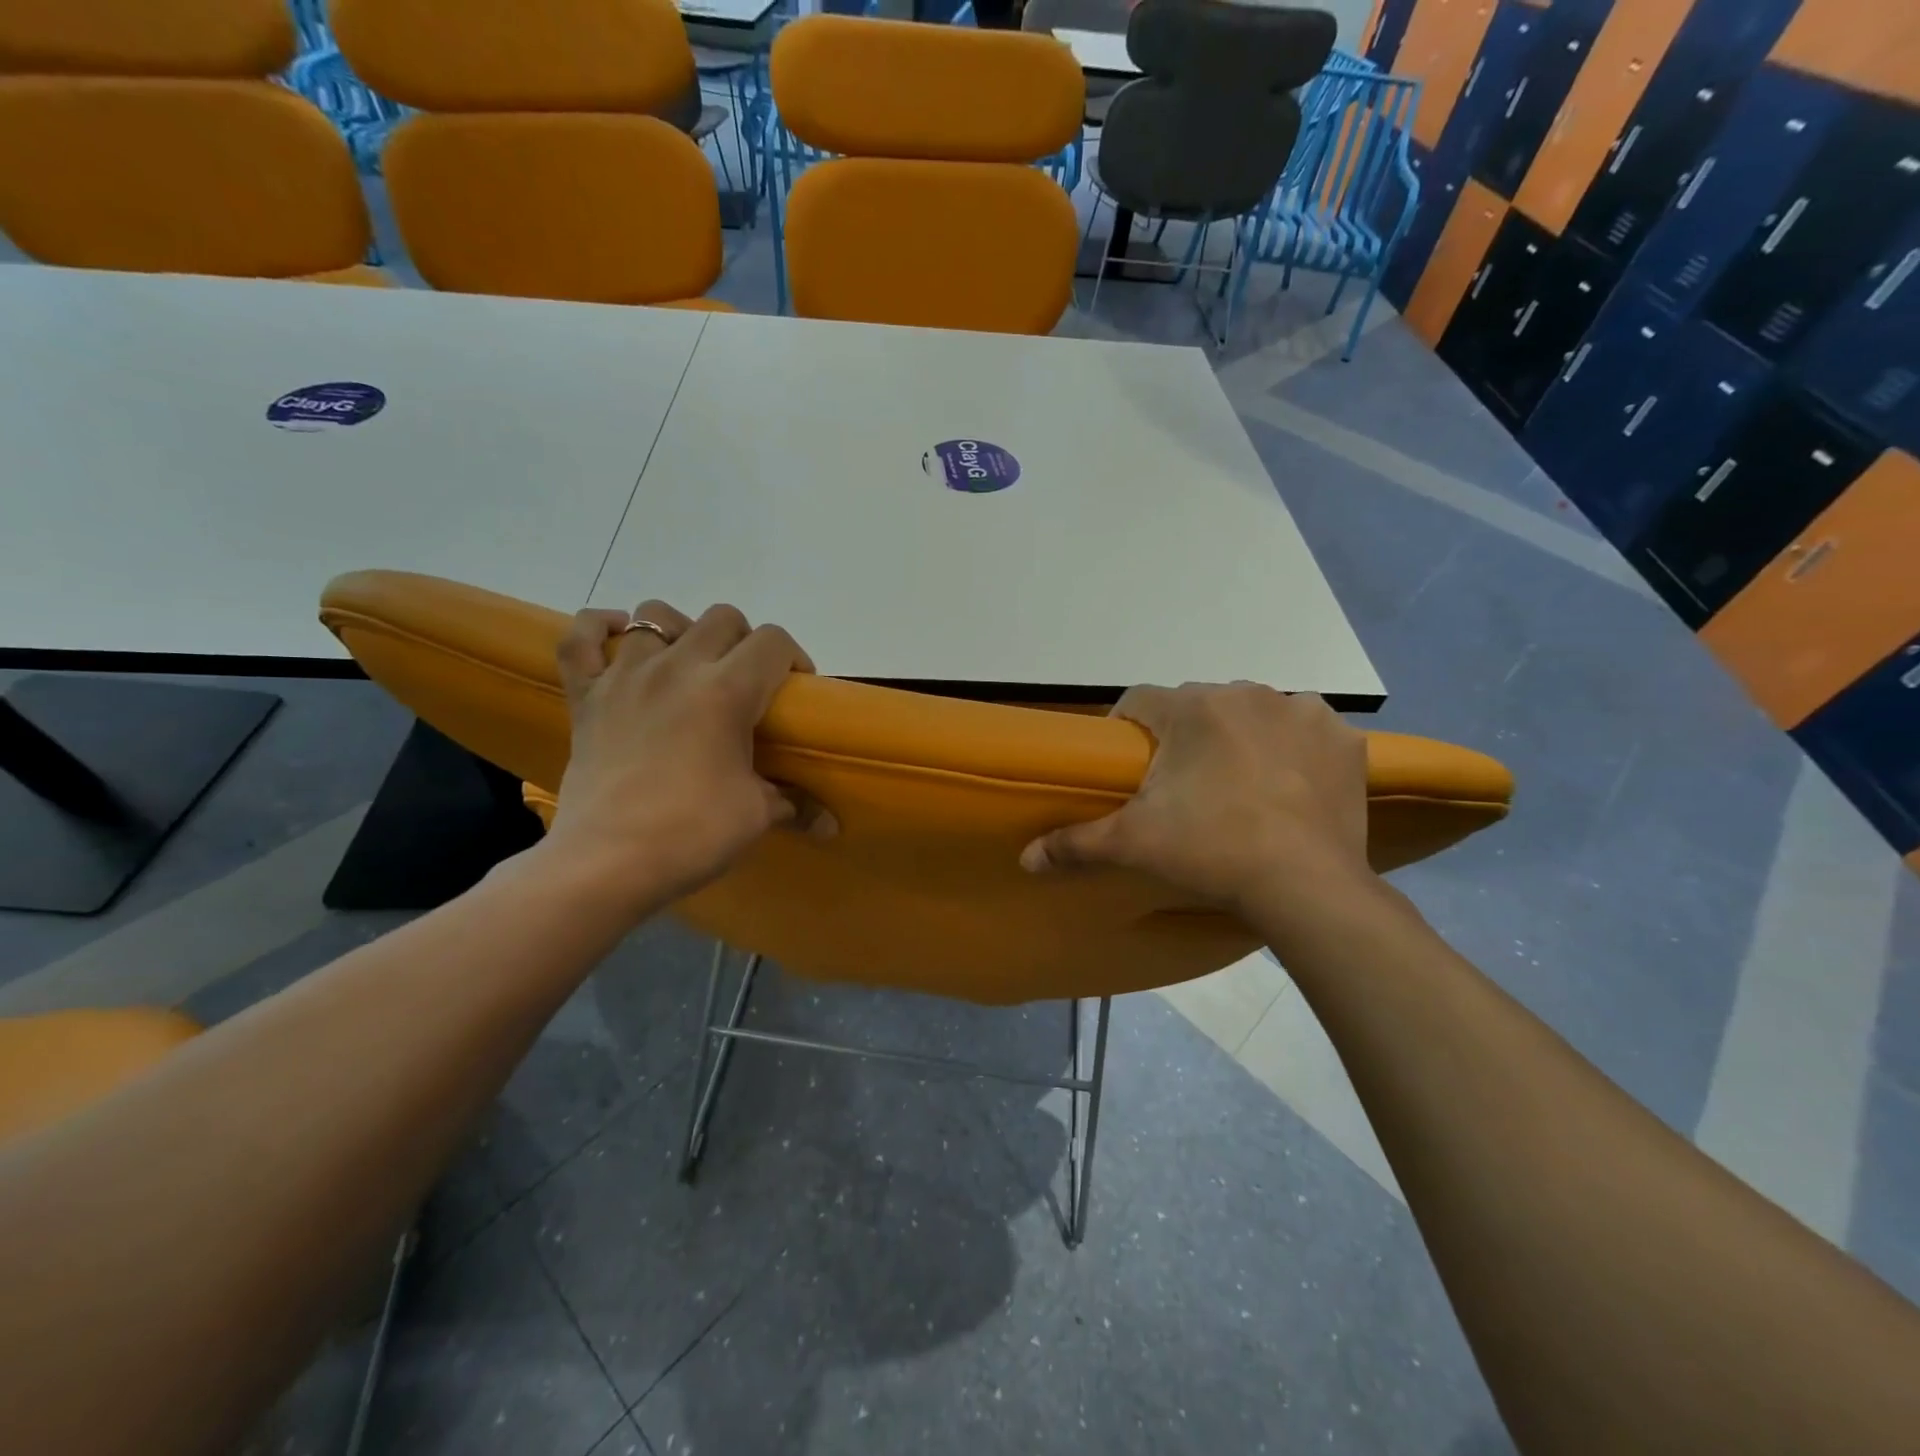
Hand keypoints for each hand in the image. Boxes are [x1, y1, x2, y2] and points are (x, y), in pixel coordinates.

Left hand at [544, 600, 811, 907]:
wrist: (607, 863)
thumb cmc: (691, 833)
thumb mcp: (756, 815)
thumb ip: (796, 805)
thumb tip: (830, 826)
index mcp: (726, 690)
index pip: (774, 642)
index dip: (794, 657)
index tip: (795, 689)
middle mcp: (677, 667)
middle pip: (722, 618)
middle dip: (744, 642)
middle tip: (747, 683)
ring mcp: (625, 676)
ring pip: (656, 614)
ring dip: (681, 631)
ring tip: (689, 665)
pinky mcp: (585, 695)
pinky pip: (582, 638)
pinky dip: (601, 629)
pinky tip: (621, 639)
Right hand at [1020, 684, 1377, 924]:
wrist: (1306, 887)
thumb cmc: (1210, 852)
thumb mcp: (1132, 845)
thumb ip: (1074, 844)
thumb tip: (1024, 859)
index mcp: (1191, 708)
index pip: (1139, 701)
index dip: (1127, 730)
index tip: (1132, 767)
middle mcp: (1245, 692)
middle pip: (1197, 706)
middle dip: (1186, 736)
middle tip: (1185, 787)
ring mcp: (1301, 711)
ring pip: (1252, 712)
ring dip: (1240, 736)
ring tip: (1239, 786)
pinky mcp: (1342, 738)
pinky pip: (1305, 729)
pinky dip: (1293, 747)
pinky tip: (1289, 784)